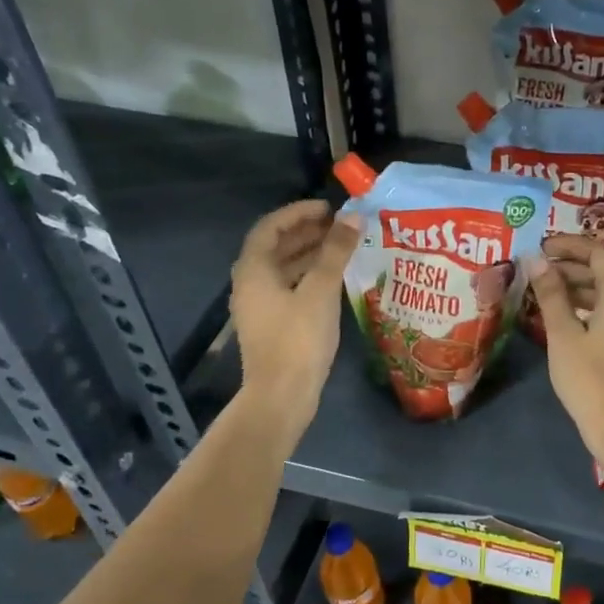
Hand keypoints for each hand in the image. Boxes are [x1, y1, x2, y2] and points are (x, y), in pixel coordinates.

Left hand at [231, 200, 360, 430]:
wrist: (281, 396)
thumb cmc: (298, 339)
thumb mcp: (321, 290)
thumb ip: (336, 251)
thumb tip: (353, 217)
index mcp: (253, 270)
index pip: (270, 227)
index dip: (298, 212)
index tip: (328, 208)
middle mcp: (250, 284)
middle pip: (276, 247)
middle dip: (307, 232)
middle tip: (341, 225)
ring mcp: (260, 307)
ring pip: (284, 269)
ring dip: (310, 254)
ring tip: (343, 247)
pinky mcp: (272, 325)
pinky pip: (290, 288)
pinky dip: (310, 277)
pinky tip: (335, 279)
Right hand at [528, 234, 603, 471]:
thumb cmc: (589, 377)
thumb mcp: (563, 334)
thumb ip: (550, 294)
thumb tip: (536, 260)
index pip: (597, 253)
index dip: (569, 245)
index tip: (540, 246)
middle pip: (601, 272)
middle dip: (568, 266)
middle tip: (534, 269)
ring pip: (602, 294)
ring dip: (573, 287)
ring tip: (539, 291)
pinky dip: (581, 307)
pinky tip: (556, 317)